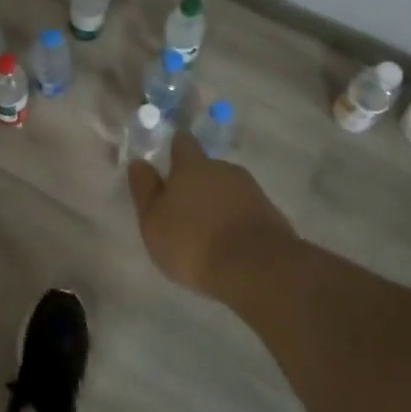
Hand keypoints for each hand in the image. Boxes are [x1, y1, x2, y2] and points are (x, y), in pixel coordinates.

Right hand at [127, 130, 295, 296]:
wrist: (257, 268)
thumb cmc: (193, 242)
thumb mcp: (154, 220)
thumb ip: (145, 190)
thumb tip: (139, 162)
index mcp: (192, 166)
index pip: (183, 143)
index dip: (176, 148)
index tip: (169, 157)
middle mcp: (223, 169)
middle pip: (207, 167)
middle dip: (197, 181)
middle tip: (185, 205)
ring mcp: (251, 190)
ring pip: (228, 188)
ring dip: (218, 201)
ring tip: (208, 228)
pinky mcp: (271, 214)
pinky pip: (246, 210)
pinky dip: (236, 219)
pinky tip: (230, 241)